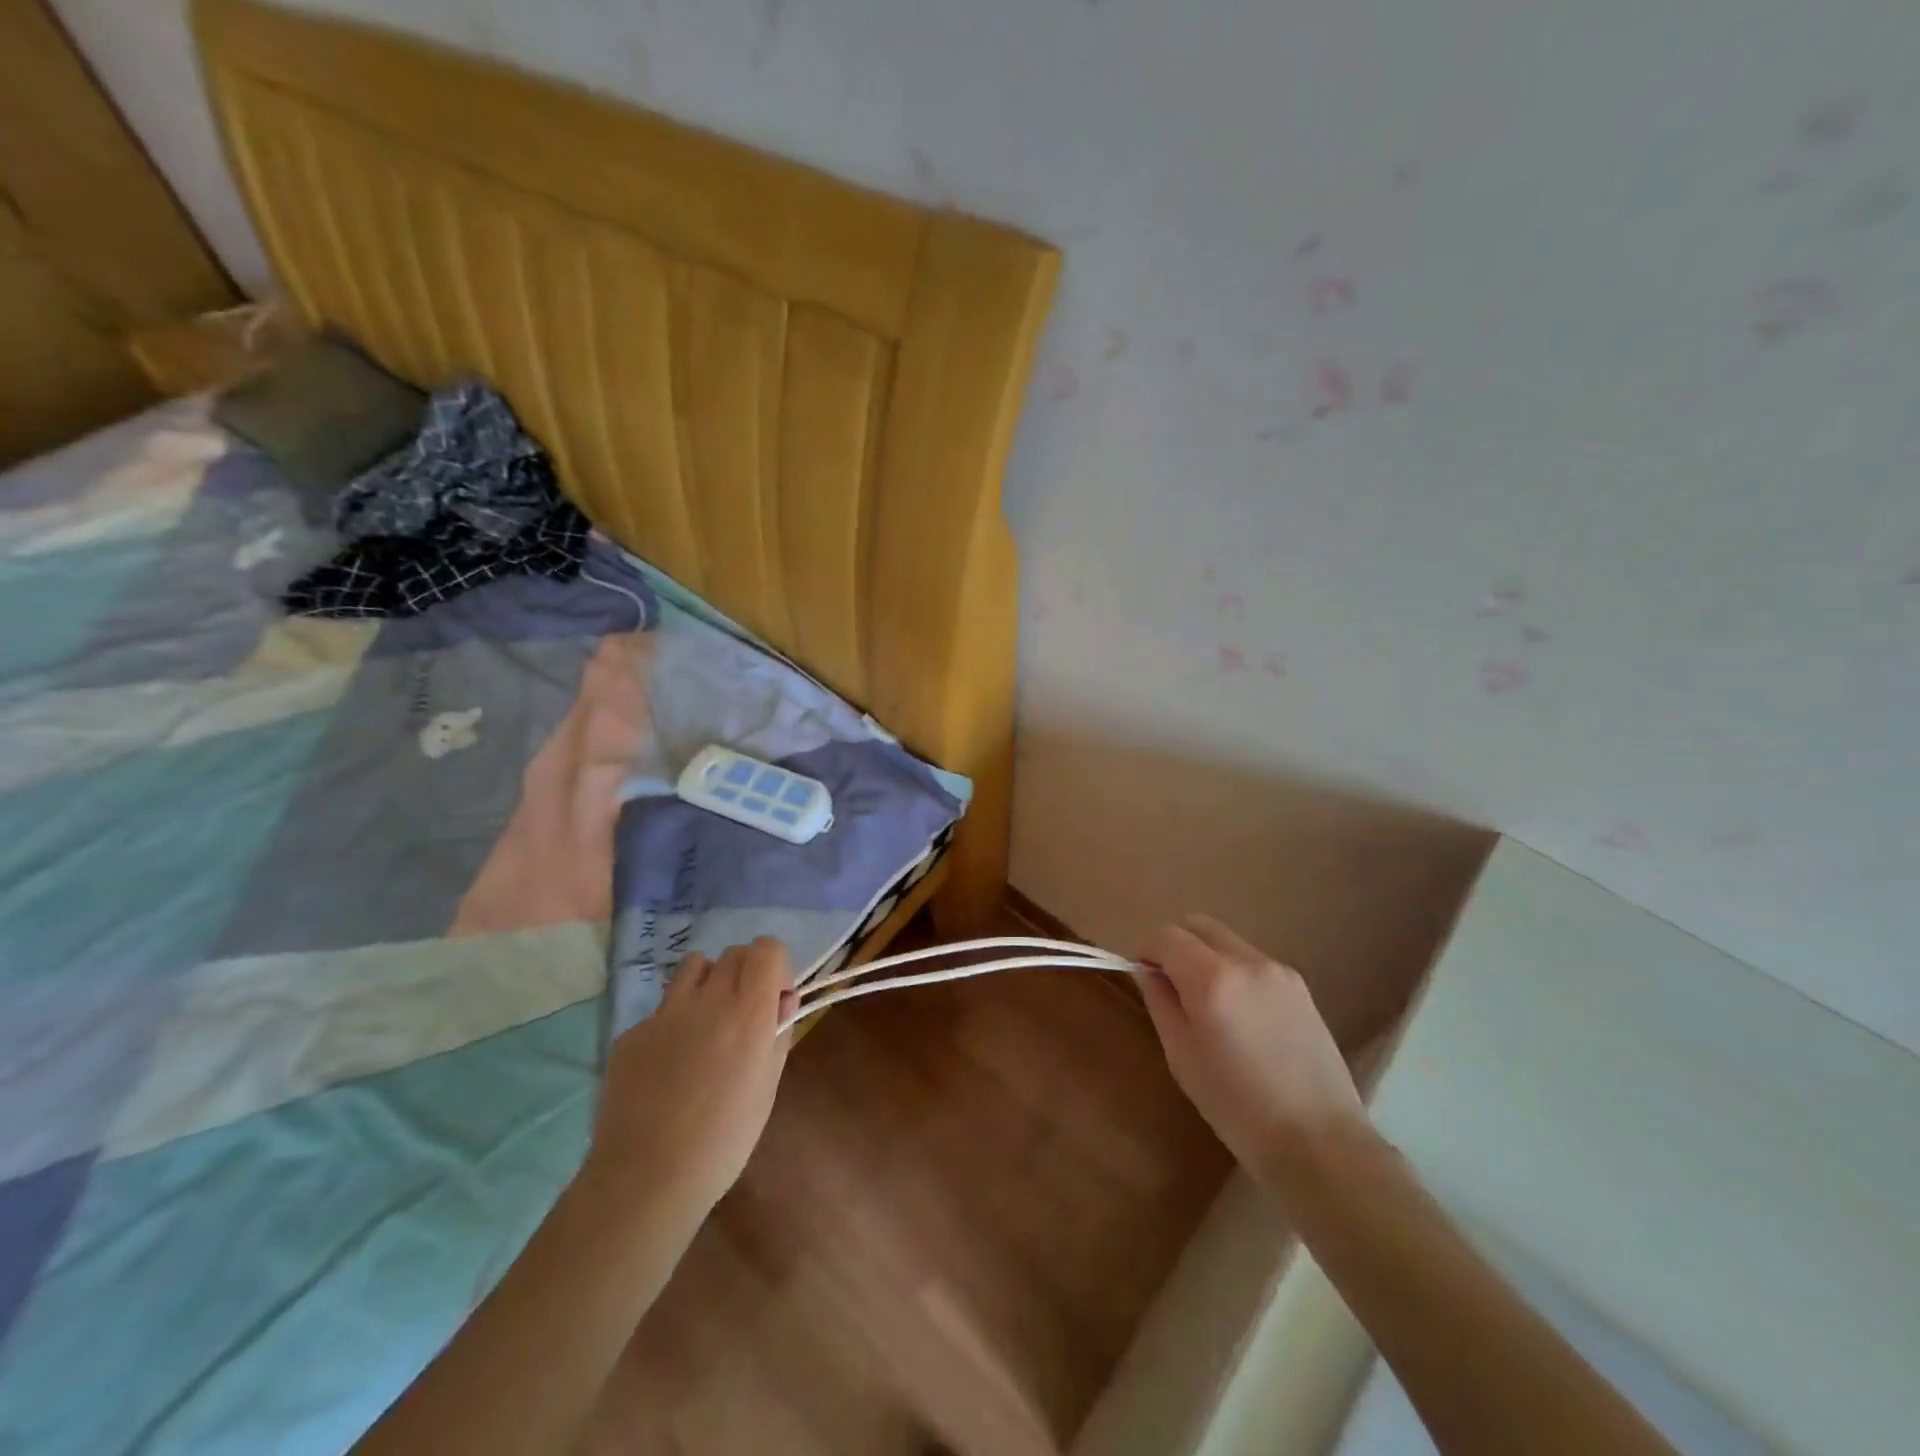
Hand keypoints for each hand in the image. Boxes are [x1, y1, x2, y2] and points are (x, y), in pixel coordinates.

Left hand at [584, 937, 798, 1218]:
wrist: (645, 1179)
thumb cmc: (723, 1140)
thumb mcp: (768, 1086)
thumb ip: (778, 1032)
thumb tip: (780, 1000)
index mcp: (748, 1012)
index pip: (767, 948)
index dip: (775, 967)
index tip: (774, 1000)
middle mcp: (707, 999)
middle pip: (734, 953)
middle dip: (746, 974)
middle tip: (743, 1015)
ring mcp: (664, 1013)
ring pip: (695, 966)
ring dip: (709, 983)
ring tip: (706, 1024)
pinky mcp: (632, 1032)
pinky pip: (663, 1008)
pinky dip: (674, 1022)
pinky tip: (669, 1065)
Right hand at [1140, 915, 1369, 1201]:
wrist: (1319, 1142)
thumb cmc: (1237, 1107)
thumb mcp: (1182, 1056)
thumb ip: (1160, 1002)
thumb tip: (1148, 972)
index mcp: (1212, 978)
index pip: (1166, 935)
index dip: (1148, 952)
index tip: (1146, 980)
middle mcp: (1246, 961)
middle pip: (1198, 925)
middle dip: (1178, 946)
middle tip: (1174, 987)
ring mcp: (1279, 971)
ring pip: (1228, 942)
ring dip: (1208, 958)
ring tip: (1212, 1008)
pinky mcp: (1301, 986)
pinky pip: (1253, 963)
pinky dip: (1236, 973)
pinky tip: (1243, 1020)